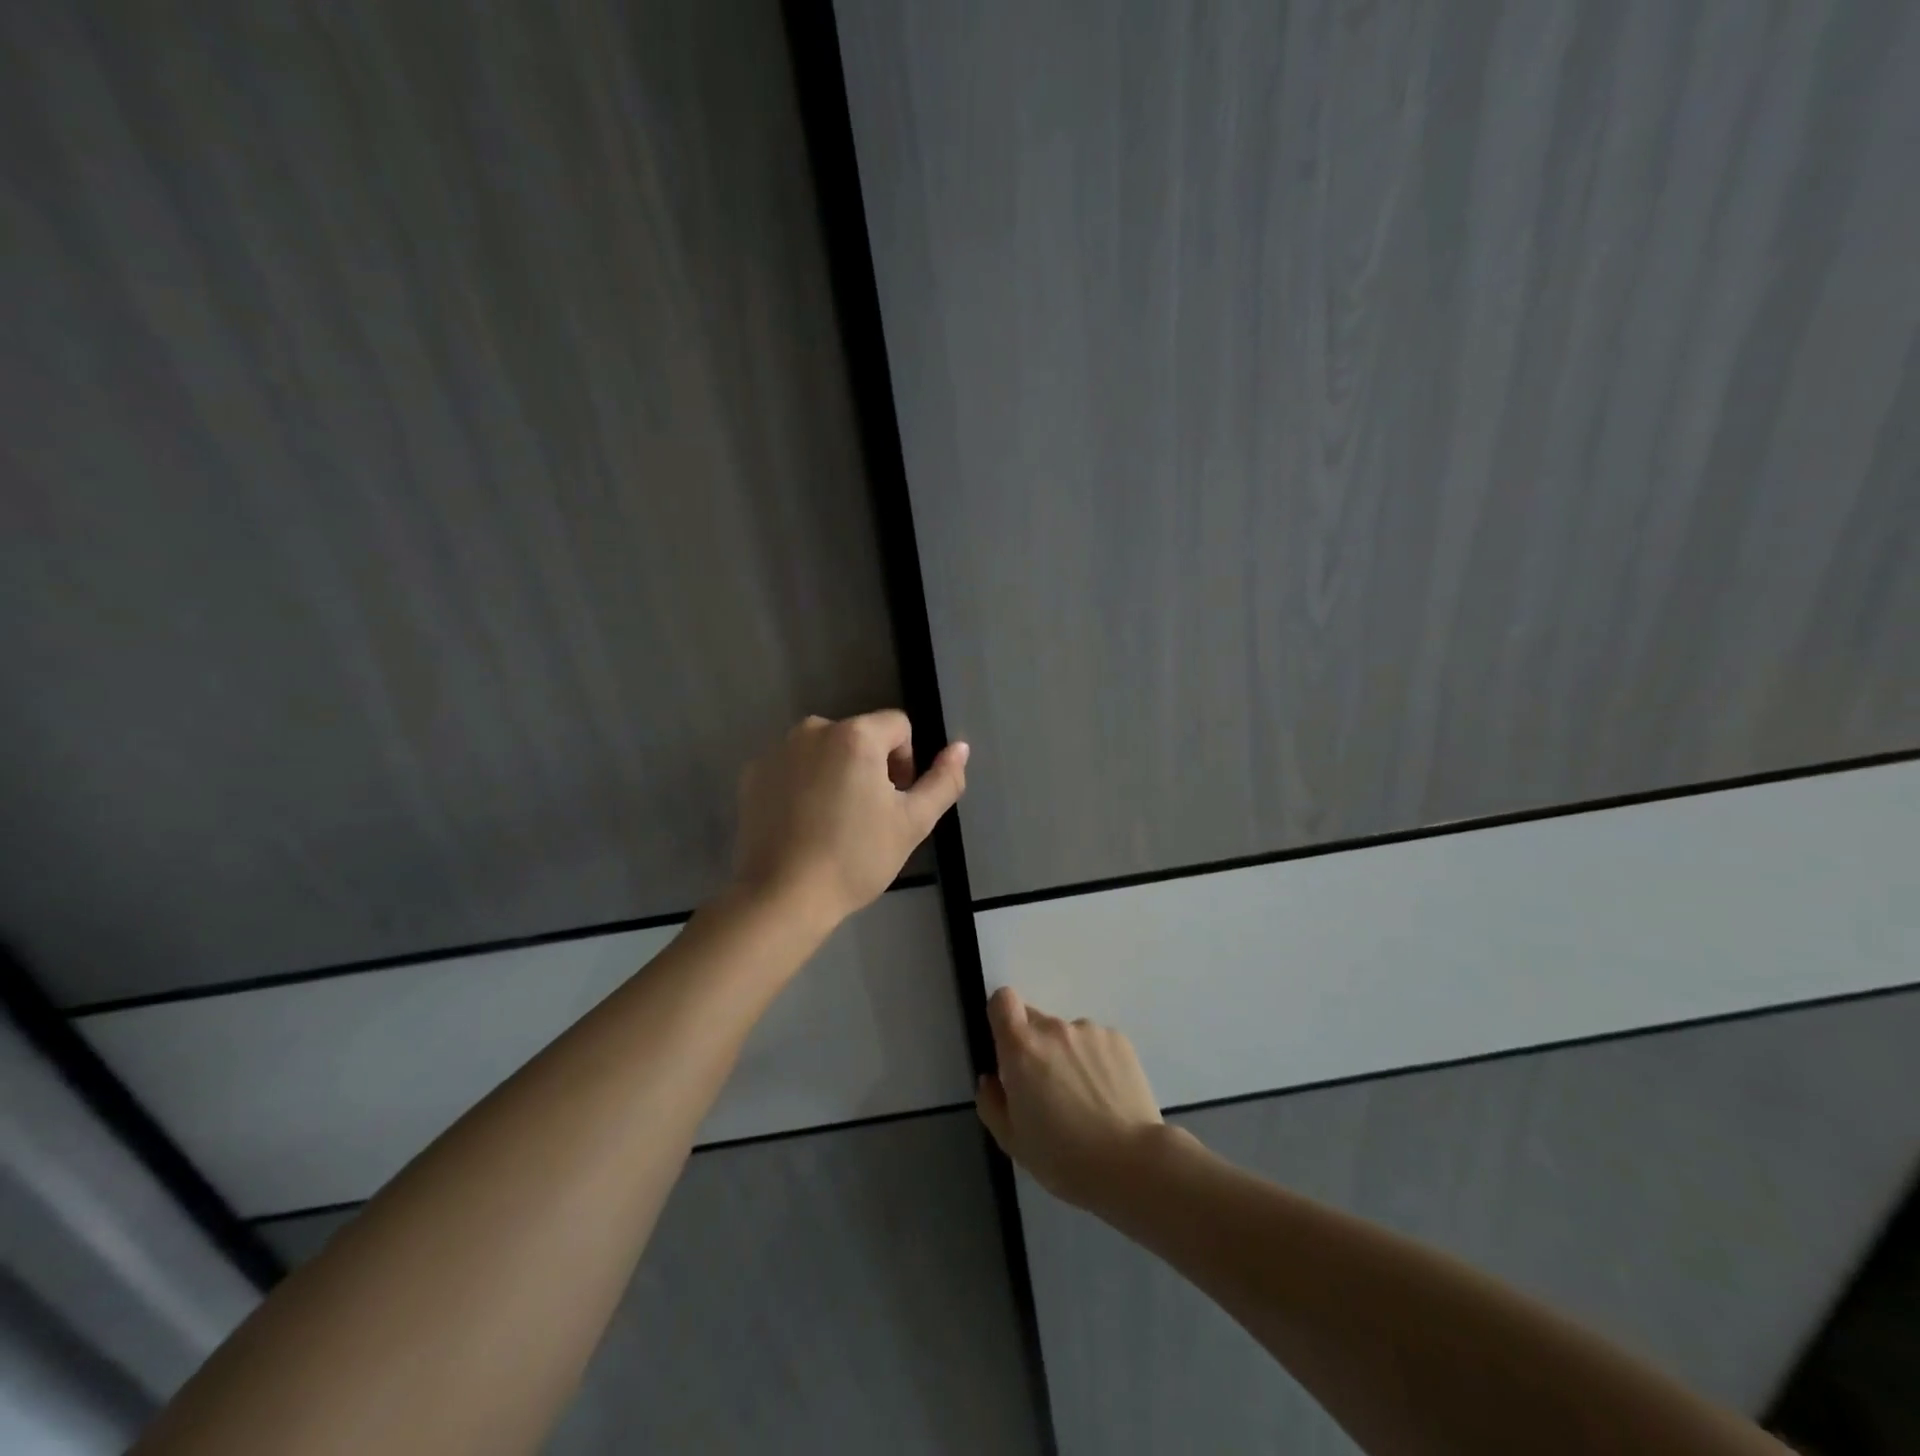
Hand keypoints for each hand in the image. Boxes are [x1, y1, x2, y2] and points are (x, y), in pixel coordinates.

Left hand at [732, 710, 967, 925]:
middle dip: (871, 767)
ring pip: (825, 751)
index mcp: (855, 735)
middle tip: (867, 817)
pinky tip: (803, 824)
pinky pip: (793, 767)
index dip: (906, 762)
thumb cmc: (856, 858)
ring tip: (834, 822)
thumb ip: (943, 781)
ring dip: (837, 773)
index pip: (898, 727)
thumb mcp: (914, 823)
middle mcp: (814, 729)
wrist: (784, 897)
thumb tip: (960, 747)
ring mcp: (777, 751)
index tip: (895, 802)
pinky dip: (803, 785)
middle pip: (860, 736)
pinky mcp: (753, 774)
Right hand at [975, 987, 1168, 1211]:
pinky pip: (1095, 1043)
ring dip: (1067, 1056)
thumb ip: (991, 1103)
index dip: (1001, 1017)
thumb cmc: (1063, 1158)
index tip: (1007, 1047)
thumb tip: (991, 1079)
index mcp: (1022, 1048)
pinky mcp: (1119, 1040)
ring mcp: (1089, 1031)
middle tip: (1047, 1089)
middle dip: (1034, 1047)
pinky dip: (1095, 1061)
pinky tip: (1107, 1096)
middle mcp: (1054, 1028)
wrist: (1132, 1164)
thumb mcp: (1012, 1141)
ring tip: (1084, 1099)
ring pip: (1067, 1035)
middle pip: (1035, 1021)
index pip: (1002, 1000)